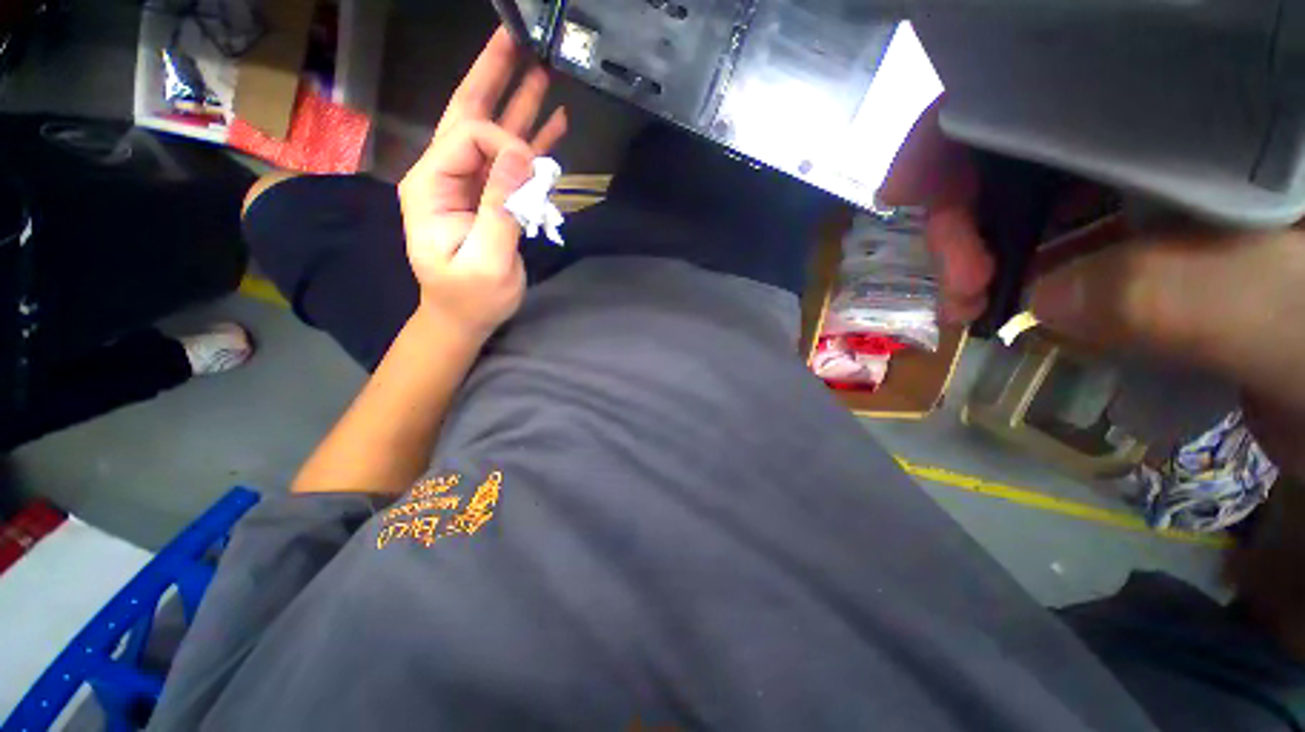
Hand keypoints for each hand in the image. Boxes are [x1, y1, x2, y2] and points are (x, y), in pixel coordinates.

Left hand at [398, 28, 567, 338]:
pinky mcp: (488, 197)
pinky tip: (551, 124)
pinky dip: (531, 142)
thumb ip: (500, 208)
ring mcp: (468, 185)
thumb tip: (523, 158)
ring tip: (541, 72)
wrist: (464, 317)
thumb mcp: (486, 260)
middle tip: (515, 39)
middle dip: (492, 76)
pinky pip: (510, 162)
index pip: (469, 136)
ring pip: (492, 134)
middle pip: (468, 114)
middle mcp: (445, 175)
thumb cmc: (471, 297)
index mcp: (432, 184)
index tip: (535, 172)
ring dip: (517, 104)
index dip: (506, 142)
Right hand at [881, 97, 1304, 478]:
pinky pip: (1055, 229)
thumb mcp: (1276, 314)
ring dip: (981, 244)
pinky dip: (1015, 265)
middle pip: (1028, 135)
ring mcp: (1156, 175)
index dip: (968, 123)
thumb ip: (1166, 296)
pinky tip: (1001, 299)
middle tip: (956, 284)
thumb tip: (1043, 300)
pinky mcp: (1145, 226)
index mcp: (1214, 104)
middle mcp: (1172, 124)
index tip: (905, 191)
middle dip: (966, 207)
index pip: (1062, 75)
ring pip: (1032, 186)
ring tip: (967, 305)